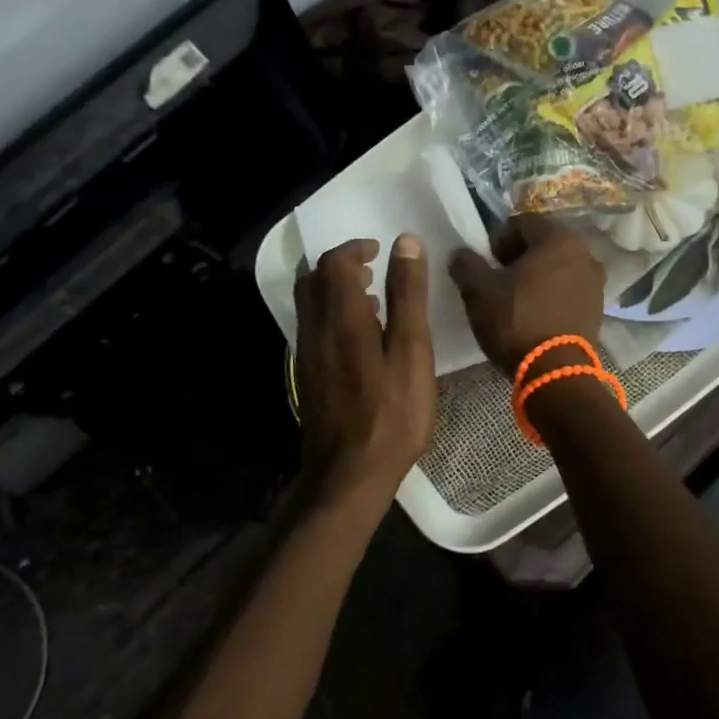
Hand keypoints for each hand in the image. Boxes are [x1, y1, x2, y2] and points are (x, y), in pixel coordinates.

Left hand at [295, 236, 435, 525]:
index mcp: (341, 318)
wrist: (349, 476)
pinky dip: (332, 316)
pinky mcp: (306, 376)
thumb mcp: (412, 352)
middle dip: (340, 266)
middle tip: (373, 271)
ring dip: (336, 291)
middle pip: (313, 279)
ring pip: (310, 304)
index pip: (335, 263)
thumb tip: (405, 243)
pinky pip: (313, 328)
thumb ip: (407, 295)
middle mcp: (315, 330)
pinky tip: (361, 340)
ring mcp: (306, 355)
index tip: (380, 250)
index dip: (355, 248)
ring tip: (373, 303)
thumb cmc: (392, 415)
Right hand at [449, 216, 605, 377]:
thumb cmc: (516, 321)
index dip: (499, 238)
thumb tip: (460, 254)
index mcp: (557, 239)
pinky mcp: (598, 308)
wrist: (555, 372)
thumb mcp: (479, 291)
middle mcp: (584, 253)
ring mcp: (596, 282)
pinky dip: (553, 293)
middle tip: (498, 277)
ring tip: (516, 298)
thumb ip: (466, 264)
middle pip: (544, 243)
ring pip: (559, 267)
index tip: (486, 261)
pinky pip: (570, 289)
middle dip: (519, 256)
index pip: (523, 222)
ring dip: (537, 275)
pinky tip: (536, 313)